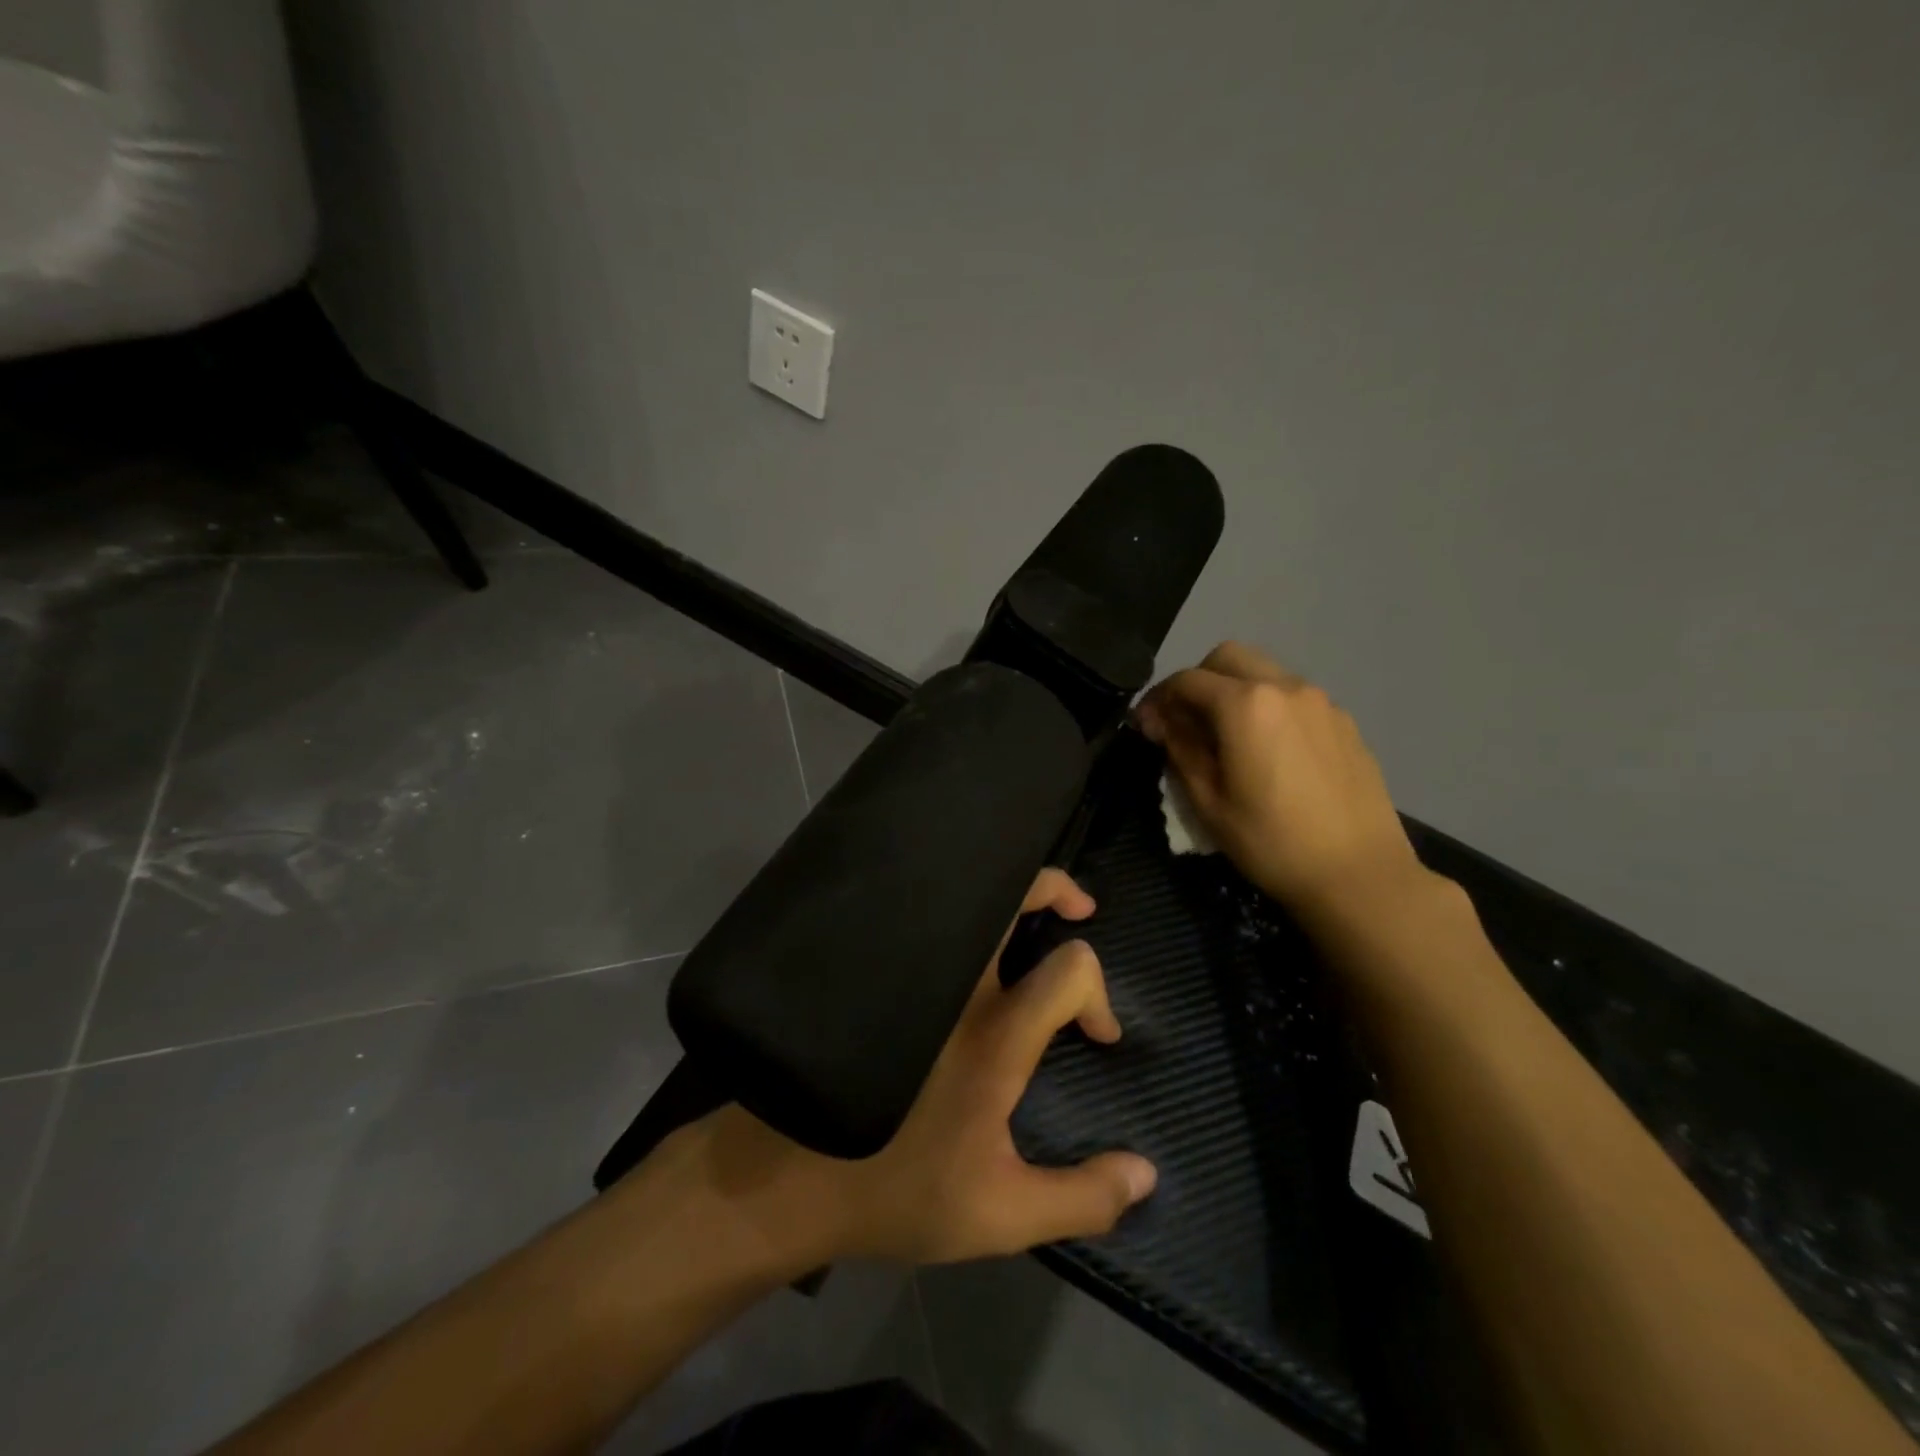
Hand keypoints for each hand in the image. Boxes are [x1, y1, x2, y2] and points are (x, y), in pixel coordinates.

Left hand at [685, 869, 1156, 1267]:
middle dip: (1052, 888)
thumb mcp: (999, 1216)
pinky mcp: (874, 973)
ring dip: (1002, 901)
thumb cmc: (895, 1191)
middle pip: (1009, 900)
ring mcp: (907, 971)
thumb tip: (1147, 1173)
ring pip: (960, 905)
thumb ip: (1080, 1198)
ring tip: (1023, 917)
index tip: (1097, 1036)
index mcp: (993, 1037)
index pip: (1069, 971)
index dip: (1099, 993)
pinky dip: (953, 917)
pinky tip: (958, 943)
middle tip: (1078, 907)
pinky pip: (923, 925)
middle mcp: (953, 988)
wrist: (783, 1176)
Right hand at [1135, 641, 1424, 925]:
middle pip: (1227, 657)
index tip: (1145, 726)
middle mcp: (1284, 687)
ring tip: (1226, 735)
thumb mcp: (1208, 802)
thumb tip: (1161, 721)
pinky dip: (1268, 706)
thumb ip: (1180, 749)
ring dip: (1234, 689)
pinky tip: (1268, 749)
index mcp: (1245, 705)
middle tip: (1185, 721)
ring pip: (1264, 672)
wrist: (1360, 874)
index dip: (1157, 699)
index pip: (1186, 680)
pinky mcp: (1344, 721)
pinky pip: (1293, 696)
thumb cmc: (1271, 842)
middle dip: (1197, 681)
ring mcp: (1321, 701)